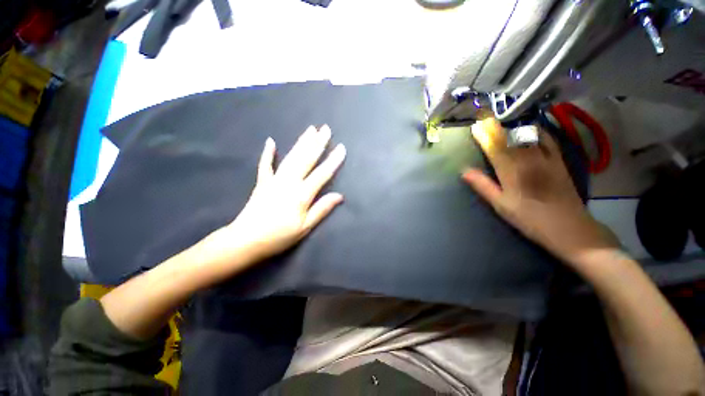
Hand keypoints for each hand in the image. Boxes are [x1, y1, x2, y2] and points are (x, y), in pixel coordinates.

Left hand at [200, 125, 345, 270]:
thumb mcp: (305, 227)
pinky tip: (271, 141)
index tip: (341, 148)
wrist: (246, 240)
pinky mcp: (262, 182)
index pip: (322, 174)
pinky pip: (266, 165)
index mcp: (301, 194)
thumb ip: (322, 209)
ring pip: (291, 157)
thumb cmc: (279, 236)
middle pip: (306, 159)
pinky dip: (268, 153)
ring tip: (310, 129)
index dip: (333, 161)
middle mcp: (289, 182)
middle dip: (318, 143)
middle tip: (326, 128)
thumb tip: (339, 196)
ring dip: (301, 142)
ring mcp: (274, 180)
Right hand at [463, 116, 617, 266]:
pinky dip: (537, 131)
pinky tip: (530, 128)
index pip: (494, 149)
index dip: (484, 137)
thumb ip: (483, 186)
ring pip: (527, 137)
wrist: (570, 229)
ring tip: (502, 120)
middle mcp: (529, 161)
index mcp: (512, 173)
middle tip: (485, 117)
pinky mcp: (560, 162)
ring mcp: (547, 159)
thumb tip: (465, 171)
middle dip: (495, 127)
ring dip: (512, 126)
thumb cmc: (530, 220)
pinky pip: (548, 140)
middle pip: (509, 139)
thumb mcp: (501, 206)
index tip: (475, 126)